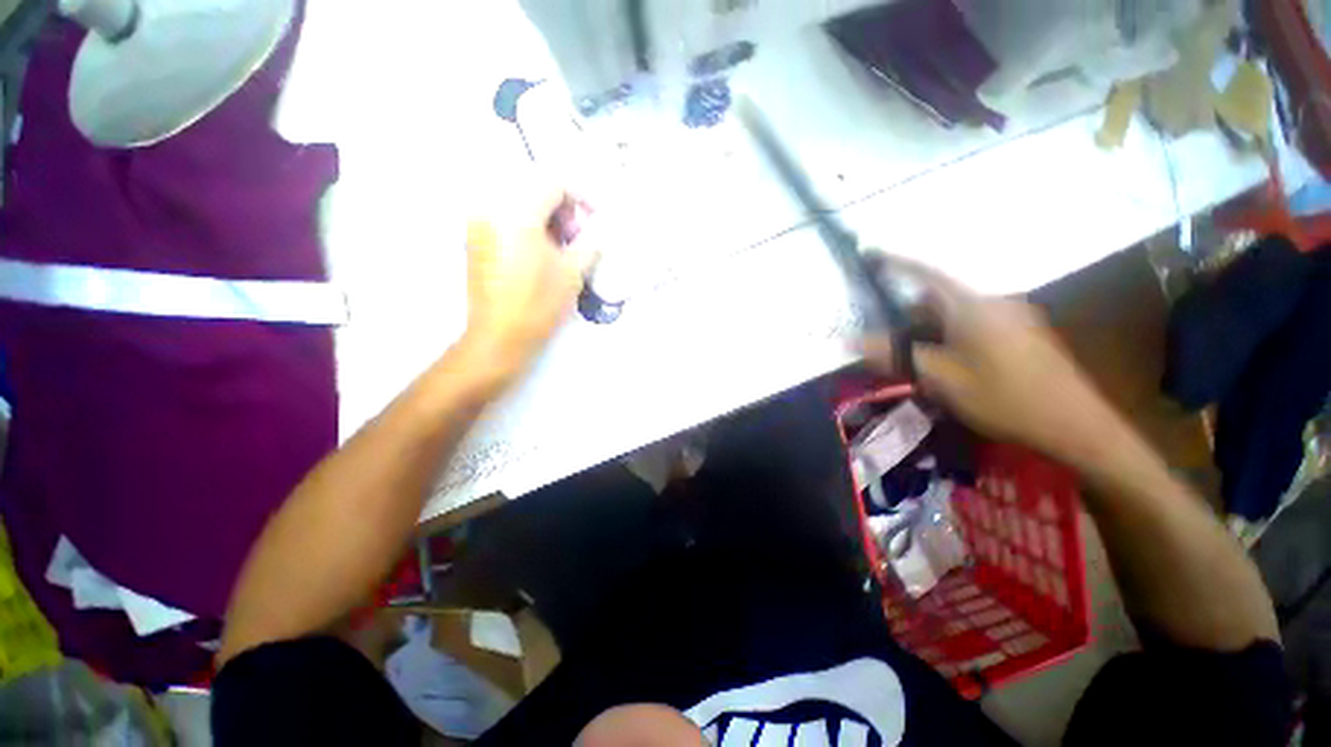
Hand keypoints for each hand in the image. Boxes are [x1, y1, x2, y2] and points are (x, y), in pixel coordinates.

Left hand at [462, 187, 597, 380]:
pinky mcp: (475, 241)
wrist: (499, 336)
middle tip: (578, 237)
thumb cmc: (539, 304)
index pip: (554, 183)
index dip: (581, 196)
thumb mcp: (572, 273)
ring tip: (561, 248)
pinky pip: (506, 219)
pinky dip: (528, 228)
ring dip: (546, 218)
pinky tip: (540, 255)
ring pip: (520, 205)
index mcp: (518, 213)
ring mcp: (479, 225)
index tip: (595, 217)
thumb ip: (589, 245)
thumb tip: (596, 235)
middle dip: (563, 208)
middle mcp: (492, 209)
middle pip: (535, 190)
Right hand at [859, 256, 1121, 468]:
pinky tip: (946, 363)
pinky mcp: (1023, 334)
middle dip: (907, 312)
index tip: (871, 253)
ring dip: (928, 328)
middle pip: (939, 297)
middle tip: (885, 335)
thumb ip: (895, 355)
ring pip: (956, 314)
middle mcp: (994, 302)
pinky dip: (950, 335)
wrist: (1075, 426)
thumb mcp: (940, 378)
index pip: (926, 273)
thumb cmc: (1004, 398)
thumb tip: (851, 340)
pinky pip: (974, 324)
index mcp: (973, 306)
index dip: (896, 262)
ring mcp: (1013, 317)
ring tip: (913, 356)